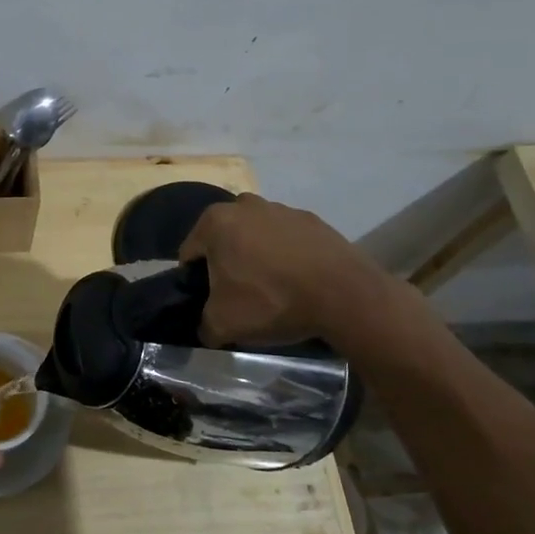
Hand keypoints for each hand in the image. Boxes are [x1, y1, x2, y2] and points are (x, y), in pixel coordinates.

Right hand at [178, 193, 411, 350]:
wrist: (344, 295)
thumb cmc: (271, 301)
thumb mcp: (223, 324)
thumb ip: (204, 325)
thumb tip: (206, 328)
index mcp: (214, 222)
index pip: (190, 253)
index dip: (194, 280)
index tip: (209, 301)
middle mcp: (244, 205)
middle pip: (223, 239)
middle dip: (226, 263)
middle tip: (239, 295)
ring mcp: (281, 209)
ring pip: (255, 236)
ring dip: (256, 257)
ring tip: (272, 289)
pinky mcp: (313, 220)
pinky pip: (287, 239)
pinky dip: (286, 256)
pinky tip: (297, 281)